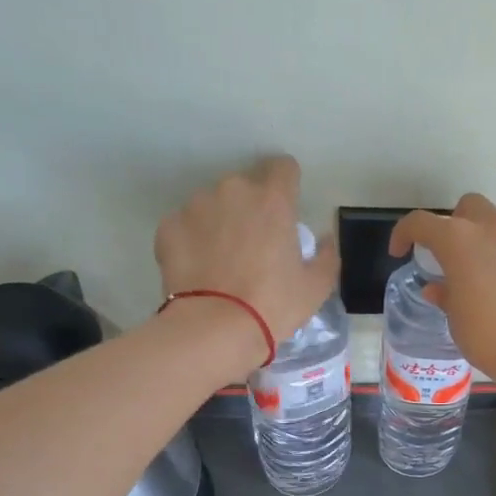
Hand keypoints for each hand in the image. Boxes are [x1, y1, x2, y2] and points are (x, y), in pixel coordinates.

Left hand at [155, 156, 338, 369]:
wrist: (214, 329)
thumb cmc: (273, 305)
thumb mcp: (316, 287)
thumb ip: (326, 255)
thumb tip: (324, 240)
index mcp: (273, 200)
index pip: (283, 167)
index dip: (287, 184)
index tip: (286, 207)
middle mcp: (233, 191)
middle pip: (246, 186)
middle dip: (251, 207)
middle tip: (255, 245)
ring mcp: (195, 206)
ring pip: (213, 204)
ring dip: (221, 221)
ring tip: (223, 260)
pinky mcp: (168, 226)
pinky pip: (186, 225)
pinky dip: (194, 240)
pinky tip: (200, 269)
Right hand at [389, 194, 495, 384]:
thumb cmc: (488, 335)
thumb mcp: (456, 319)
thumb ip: (445, 295)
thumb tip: (438, 288)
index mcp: (459, 240)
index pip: (421, 223)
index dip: (404, 234)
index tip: (400, 252)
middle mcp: (492, 228)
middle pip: (467, 208)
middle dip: (453, 224)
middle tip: (448, 255)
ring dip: (483, 237)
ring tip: (478, 270)